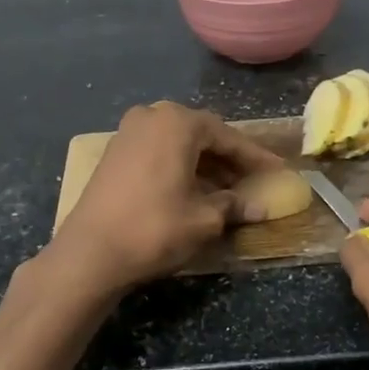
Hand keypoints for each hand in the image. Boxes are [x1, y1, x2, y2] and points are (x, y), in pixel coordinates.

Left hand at [52, 101, 282, 296]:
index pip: (228, 137)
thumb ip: (235, 205)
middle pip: (201, 135)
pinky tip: (193, 191)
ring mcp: (128, 133)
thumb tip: (261, 207)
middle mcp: (151, 117)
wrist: (91, 252)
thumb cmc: (155, 228)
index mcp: (177, 122)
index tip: (277, 171)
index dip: (255, 157)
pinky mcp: (114, 154)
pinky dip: (179, 168)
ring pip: (178, 144)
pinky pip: (158, 153)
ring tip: (226, 192)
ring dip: (204, 165)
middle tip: (252, 181)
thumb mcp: (204, 219)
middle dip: (228, 159)